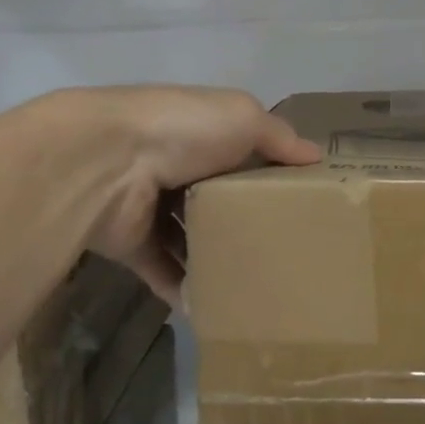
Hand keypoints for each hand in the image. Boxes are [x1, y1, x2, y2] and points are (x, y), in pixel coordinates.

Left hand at [43, 86, 321, 301]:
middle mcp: (175, 168)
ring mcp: (150, 207)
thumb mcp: (244, 117)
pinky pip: (161, 270)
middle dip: (244, 223)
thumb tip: (316, 155)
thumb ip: (279, 137)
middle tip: (284, 254)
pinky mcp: (132, 243)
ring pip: (189, 238)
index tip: (301, 204)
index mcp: (201, 134)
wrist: (108, 161)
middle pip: (217, 201)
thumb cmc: (184, 130)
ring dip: (213, 259)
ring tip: (255, 285)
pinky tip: (213, 306)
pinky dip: (183, 288)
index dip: (269, 176)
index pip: (241, 156)